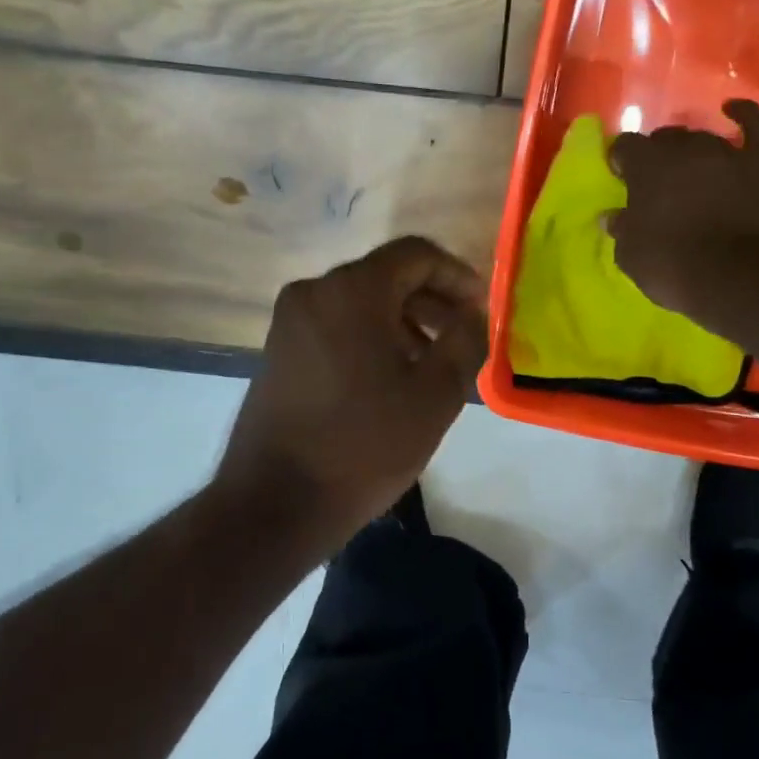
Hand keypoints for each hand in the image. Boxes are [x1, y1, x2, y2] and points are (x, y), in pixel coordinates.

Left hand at [214, 236, 487, 546]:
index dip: (458, 276)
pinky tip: (392, 376)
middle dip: (432, 300)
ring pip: (361, 301)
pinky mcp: (279, 350)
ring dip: (404, 320)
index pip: (416, 254)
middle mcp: (314, 292)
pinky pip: (336, 324)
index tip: (482, 310)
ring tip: (433, 361)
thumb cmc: (365, 445)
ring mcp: (290, 321)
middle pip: (387, 275)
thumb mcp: (436, 394)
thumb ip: (466, 340)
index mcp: (352, 290)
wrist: (276, 503)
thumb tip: (473, 313)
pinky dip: (371, 336)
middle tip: (464, 336)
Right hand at [607, 99, 758, 324]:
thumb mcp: (632, 256)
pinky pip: (756, 127)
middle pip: (666, 139)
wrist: (745, 277)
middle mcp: (686, 147)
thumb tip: (612, 216)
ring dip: (693, 151)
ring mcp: (728, 151)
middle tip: (658, 183)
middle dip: (658, 157)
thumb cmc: (676, 267)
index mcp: (647, 164)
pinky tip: (734, 110)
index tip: (622, 179)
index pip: (625, 146)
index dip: (621, 161)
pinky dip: (745, 116)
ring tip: (691, 169)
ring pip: (704, 137)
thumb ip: (622, 229)